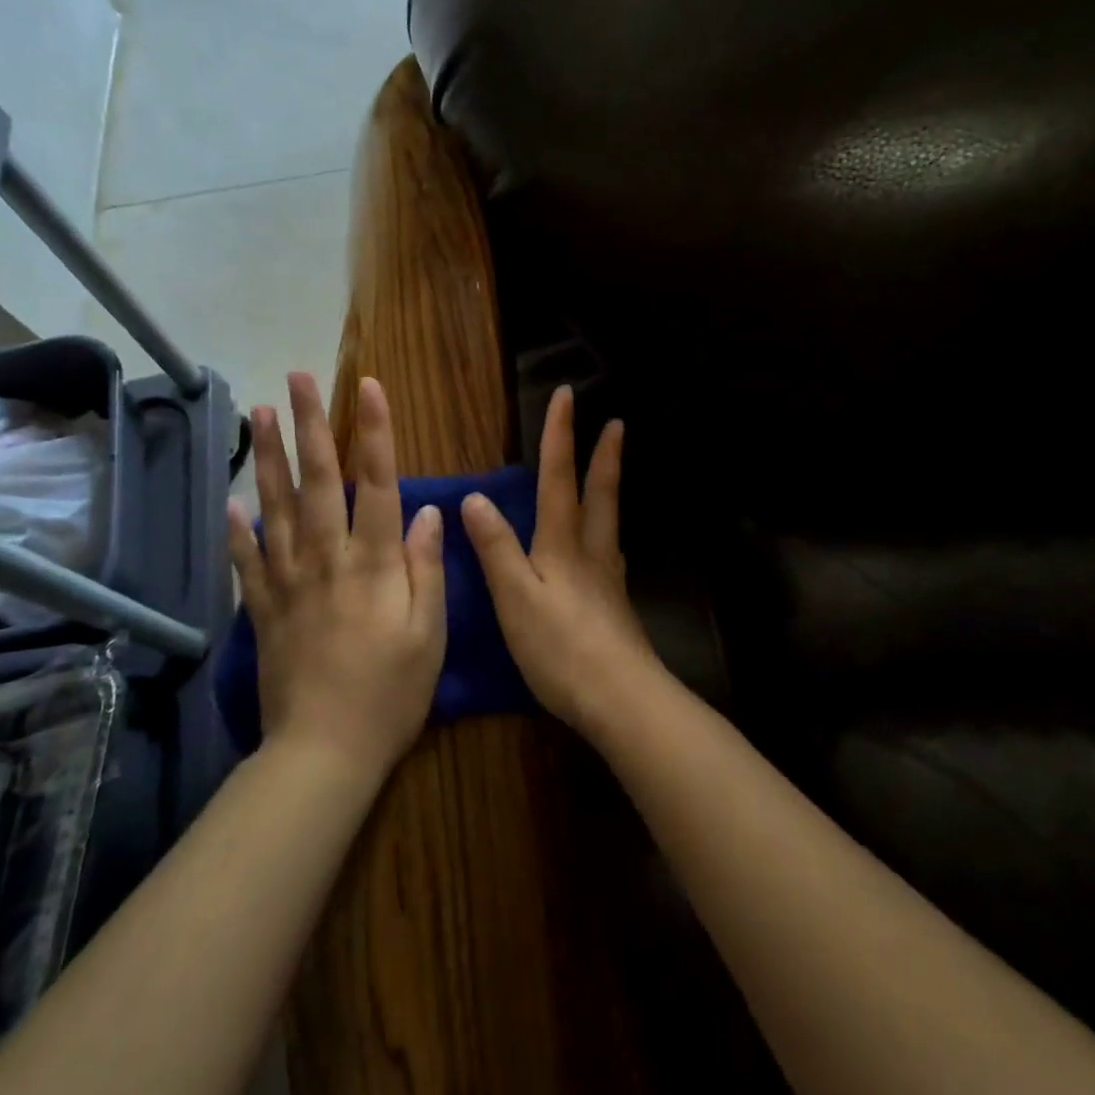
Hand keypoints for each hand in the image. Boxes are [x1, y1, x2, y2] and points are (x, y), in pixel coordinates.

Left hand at [227, 372, 445, 779]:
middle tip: (298, 378)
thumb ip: (426, 568)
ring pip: (276, 507)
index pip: (377, 483)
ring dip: (269, 457)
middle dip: (310, 425)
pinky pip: (246, 560)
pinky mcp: (263, 608)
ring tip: (260, 413)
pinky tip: (230, 500)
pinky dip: (236, 529)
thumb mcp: (430, 634)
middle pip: (318, 480)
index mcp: (374, 564)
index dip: (375, 432)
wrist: (324, 752)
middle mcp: (327, 559)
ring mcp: (288, 581)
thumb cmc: (391, 693)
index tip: (369, 386)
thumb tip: (427, 511)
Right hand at [460, 385, 661, 736]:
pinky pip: (608, 550)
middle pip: (600, 492)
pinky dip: (606, 529)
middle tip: (616, 423)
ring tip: (611, 470)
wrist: (619, 700)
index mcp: (563, 543)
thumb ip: (496, 547)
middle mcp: (591, 551)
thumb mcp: (515, 597)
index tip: (566, 395)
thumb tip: (475, 497)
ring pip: (609, 520)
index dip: (560, 435)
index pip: (559, 477)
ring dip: (610, 486)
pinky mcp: (614, 605)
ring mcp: (608, 578)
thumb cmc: (560, 647)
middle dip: (605, 455)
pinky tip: (602, 546)